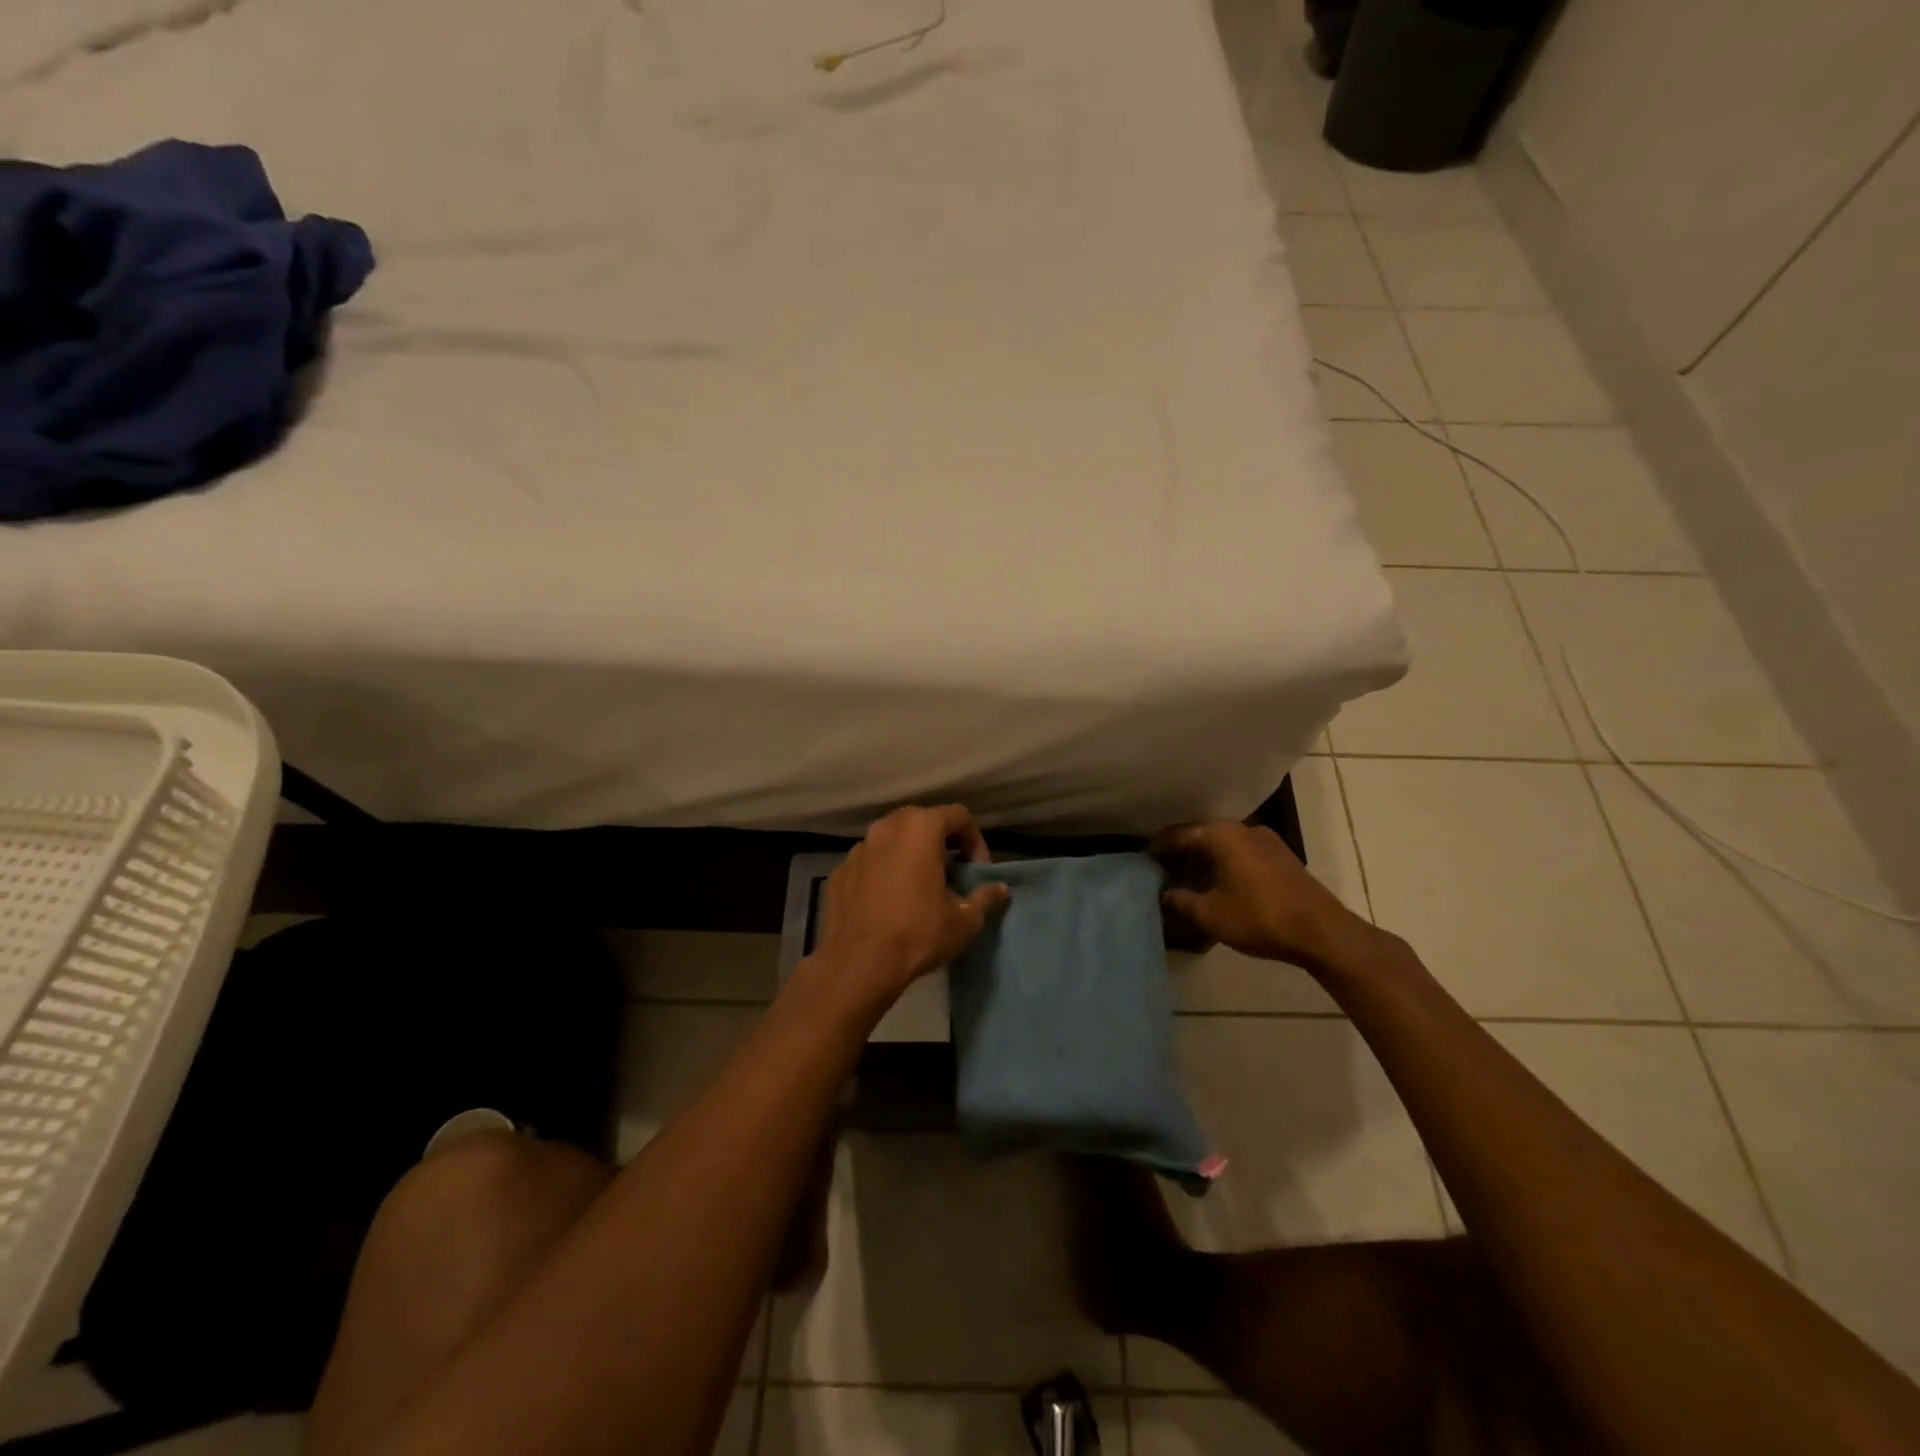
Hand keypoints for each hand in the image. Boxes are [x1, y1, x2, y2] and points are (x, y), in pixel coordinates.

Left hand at [816, 804, 1010, 998]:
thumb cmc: (918, 934)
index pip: (958, 815)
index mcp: (920, 829)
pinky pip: (869, 861)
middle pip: (921, 820)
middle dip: (940, 840)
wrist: (858, 964)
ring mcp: (858, 848)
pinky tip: (888, 899)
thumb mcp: (964, 920)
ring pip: (891, 838)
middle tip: (950, 870)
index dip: (974, 839)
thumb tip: (1001, 889)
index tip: (976, 869)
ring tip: (918, 883)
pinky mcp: (839, 871)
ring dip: (908, 853)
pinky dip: (882, 870)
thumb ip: (985, 897)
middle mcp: (886, 828)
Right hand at [1151, 820, 1373, 975]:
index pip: (1180, 834)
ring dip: (1205, 862)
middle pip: (1203, 837)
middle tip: (1162, 872)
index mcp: (1222, 834)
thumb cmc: (1259, 916)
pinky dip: (1224, 866)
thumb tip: (1166, 893)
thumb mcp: (1210, 913)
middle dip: (1182, 854)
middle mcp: (1244, 829)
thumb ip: (1182, 900)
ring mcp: (1268, 842)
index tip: (1144, 859)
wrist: (1322, 932)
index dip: (1159, 847)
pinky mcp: (1282, 859)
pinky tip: (1217, 887)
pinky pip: (1242, 855)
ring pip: (1224, 847)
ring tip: (1187, 882)